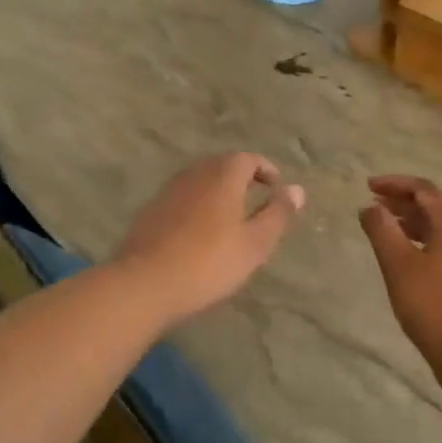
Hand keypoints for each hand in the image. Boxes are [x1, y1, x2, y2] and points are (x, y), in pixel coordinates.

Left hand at [114, 153, 304, 325]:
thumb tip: (296, 189)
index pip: (247, 159)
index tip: (275, 186)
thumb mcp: (255, 244)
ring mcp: (167, 192)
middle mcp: (193, 175)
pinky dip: (196, 205)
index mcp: (222, 176)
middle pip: (220, 165)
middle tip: (255, 197)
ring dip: (216, 191)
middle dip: (240, 176)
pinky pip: (181, 198)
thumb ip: (277, 214)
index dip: (265, 169)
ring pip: (198, 181)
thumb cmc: (209, 263)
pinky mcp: (150, 212)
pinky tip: (198, 231)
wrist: (145, 283)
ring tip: (229, 215)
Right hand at [359, 176, 441, 370]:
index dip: (395, 183)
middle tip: (372, 206)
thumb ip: (381, 230)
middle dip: (401, 201)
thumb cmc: (433, 303)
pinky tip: (402, 258)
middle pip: (432, 205)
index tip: (367, 186)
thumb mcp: (398, 263)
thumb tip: (369, 208)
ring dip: (409, 222)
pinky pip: (441, 246)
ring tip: (382, 229)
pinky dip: (418, 241)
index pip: (423, 189)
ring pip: (437, 228)